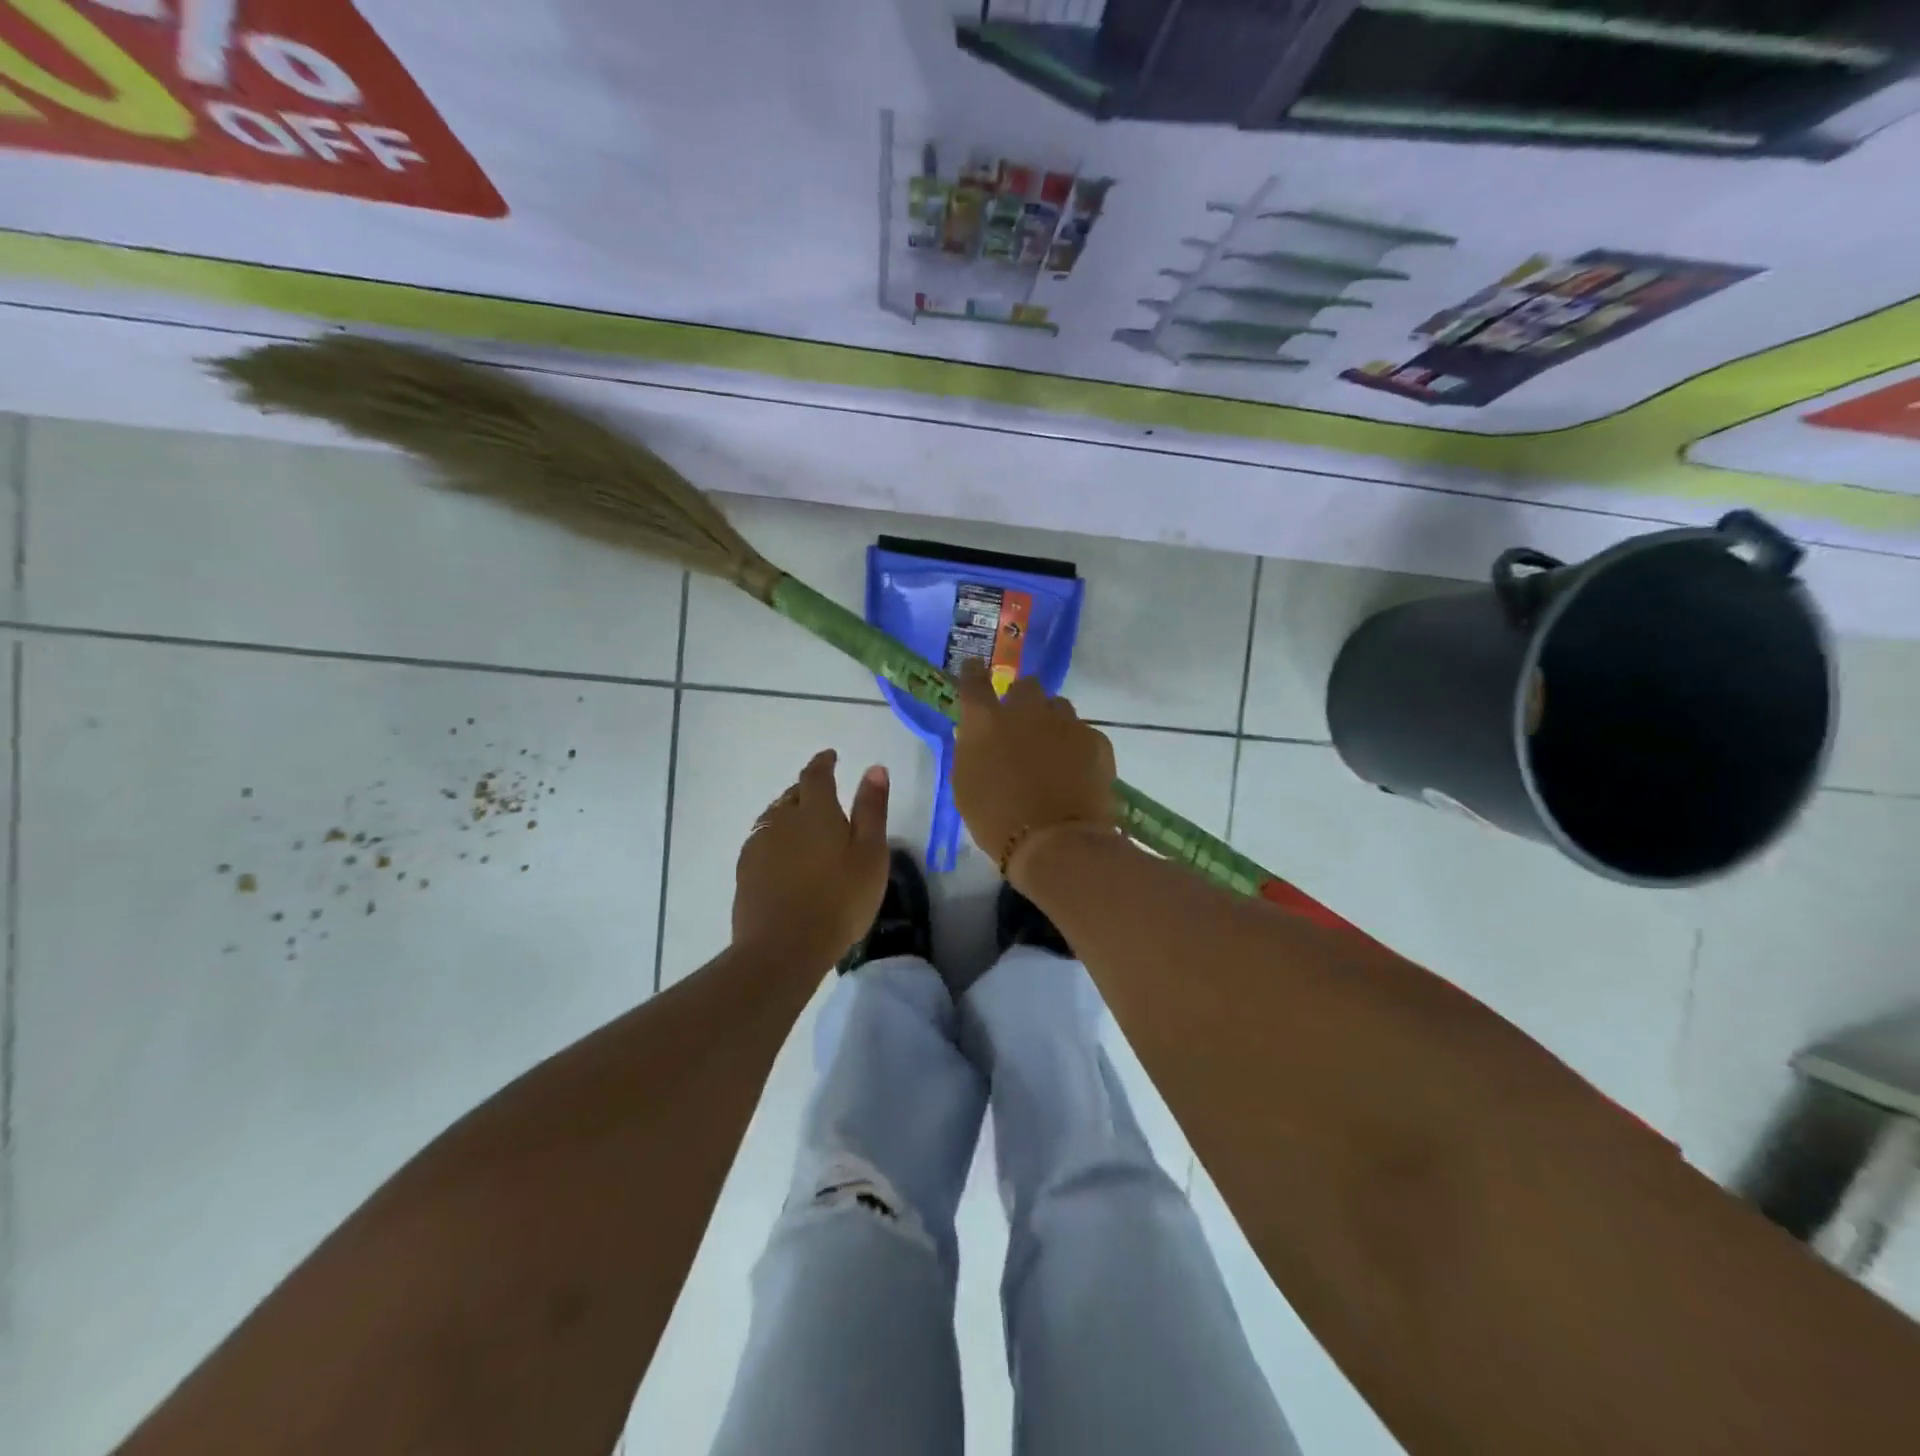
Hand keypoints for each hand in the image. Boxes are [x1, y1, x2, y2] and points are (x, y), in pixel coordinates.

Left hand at [734, 749, 890, 964]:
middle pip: (793, 794)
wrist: (783, 948)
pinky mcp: (746, 871)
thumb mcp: (870, 854)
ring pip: (774, 817)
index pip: (816, 775)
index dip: (824, 762)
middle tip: (824, 797)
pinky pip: (763, 841)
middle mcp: (782, 819)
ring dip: (789, 814)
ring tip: (805, 828)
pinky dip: (776, 840)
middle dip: (807, 789)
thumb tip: (874, 768)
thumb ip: (871, 809)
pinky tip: (785, 859)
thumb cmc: (839, 900)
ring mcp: (759, 845)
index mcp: (816, 811)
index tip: (831, 756)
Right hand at [951, 659, 1116, 881]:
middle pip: (1026, 687)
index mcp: (987, 721)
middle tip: (1021, 728)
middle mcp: (1026, 710)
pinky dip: (1077, 747)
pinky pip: (1083, 733)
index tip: (975, 670)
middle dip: (1023, 701)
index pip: (974, 681)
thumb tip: (980, 734)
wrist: (1055, 843)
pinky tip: (1075, 772)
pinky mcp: (1095, 740)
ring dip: (1051, 723)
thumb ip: (972, 749)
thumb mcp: (966, 785)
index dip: (973, 673)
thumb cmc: (997, 820)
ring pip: (1058, 708)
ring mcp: (1065, 722)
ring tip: (1052, 753)